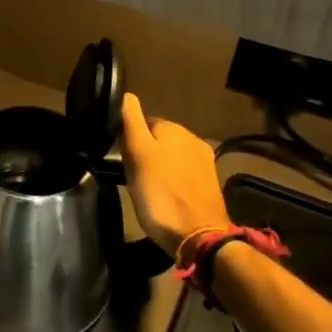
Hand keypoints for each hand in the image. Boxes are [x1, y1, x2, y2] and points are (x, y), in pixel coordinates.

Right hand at [120, 93, 230, 253]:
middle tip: (131, 176)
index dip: (128, 140)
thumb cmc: (160, 194)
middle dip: (145, 153)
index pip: (142, 122)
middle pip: (158, 140)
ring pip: (171, 157)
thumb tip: (125, 94)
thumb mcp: (137, 155)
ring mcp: (205, 162)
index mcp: (174, 128)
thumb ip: (130, 122)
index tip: (121, 160)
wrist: (199, 237)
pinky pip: (183, 174)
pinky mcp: (210, 184)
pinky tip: (165, 197)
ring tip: (146, 189)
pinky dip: (172, 181)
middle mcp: (193, 139)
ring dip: (159, 167)